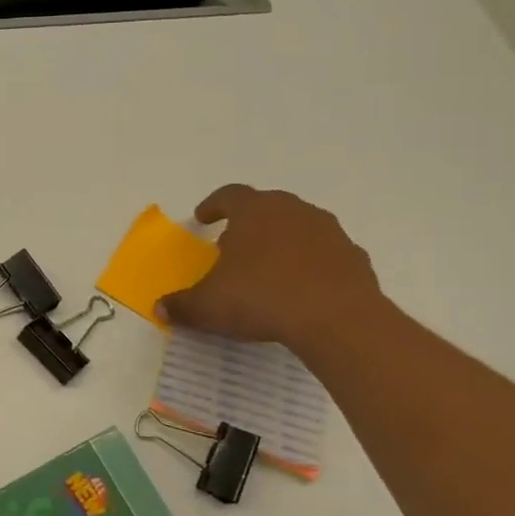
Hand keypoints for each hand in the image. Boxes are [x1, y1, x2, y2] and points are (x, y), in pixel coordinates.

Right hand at [159, 185, 383, 351]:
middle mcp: (293, 211)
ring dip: (282, 242)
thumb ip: (181, 305)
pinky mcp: (354, 258)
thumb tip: (160, 308)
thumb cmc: (261, 298)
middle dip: (249, 223)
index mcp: (254, 211)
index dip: (213, 205)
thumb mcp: (207, 306)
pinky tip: (301, 290)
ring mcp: (329, 232)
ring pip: (299, 228)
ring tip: (268, 269)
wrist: (337, 320)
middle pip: (267, 207)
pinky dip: (310, 265)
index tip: (203, 218)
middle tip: (233, 246)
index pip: (229, 195)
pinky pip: (324, 255)